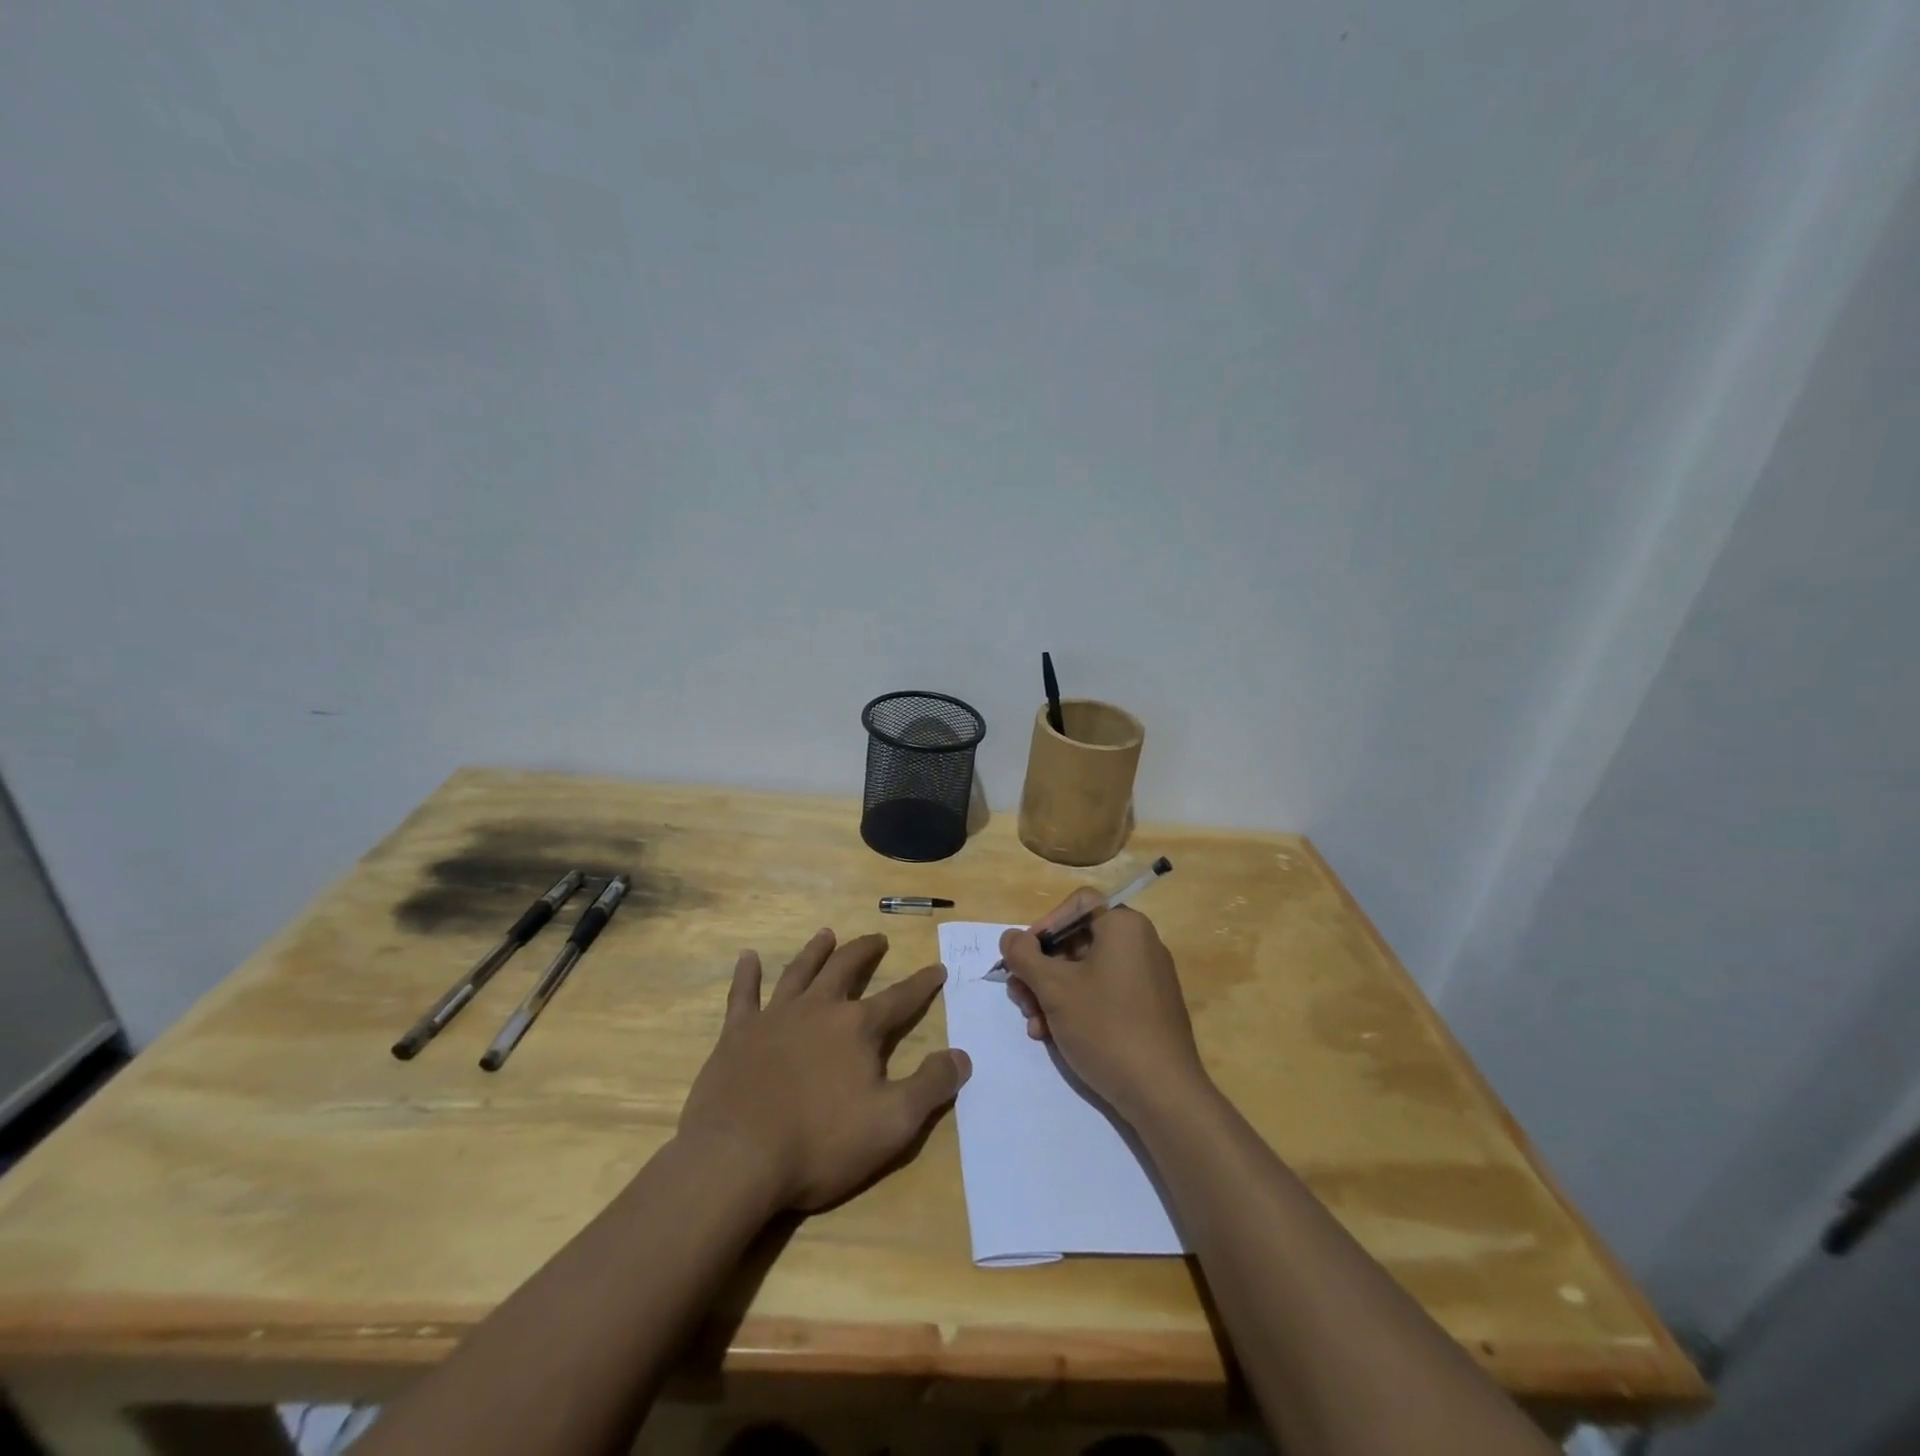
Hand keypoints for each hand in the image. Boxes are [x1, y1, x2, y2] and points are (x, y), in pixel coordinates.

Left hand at [677, 929, 970, 1212]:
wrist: (737, 1158)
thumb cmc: (820, 1143)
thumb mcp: (892, 1124)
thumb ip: (931, 1086)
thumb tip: (962, 1055)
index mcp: (858, 1028)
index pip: (900, 998)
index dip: (922, 984)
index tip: (938, 968)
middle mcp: (819, 1009)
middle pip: (846, 969)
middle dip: (865, 951)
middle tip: (878, 938)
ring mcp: (775, 1017)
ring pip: (800, 972)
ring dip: (815, 951)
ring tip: (826, 934)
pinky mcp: (737, 1034)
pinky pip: (742, 995)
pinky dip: (746, 974)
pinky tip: (747, 957)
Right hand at [999, 890, 1209, 1125]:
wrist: (1162, 1093)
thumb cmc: (1106, 1027)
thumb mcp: (1053, 988)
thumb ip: (1024, 956)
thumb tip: (1010, 938)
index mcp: (1124, 926)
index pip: (1076, 905)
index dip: (1044, 926)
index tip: (1024, 958)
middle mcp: (1140, 943)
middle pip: (1077, 940)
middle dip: (1041, 970)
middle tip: (1020, 997)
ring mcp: (1147, 977)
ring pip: (1086, 971)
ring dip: (1052, 994)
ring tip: (1034, 1025)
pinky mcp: (1148, 1008)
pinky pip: (1104, 993)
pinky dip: (1076, 1007)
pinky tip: (1054, 1036)